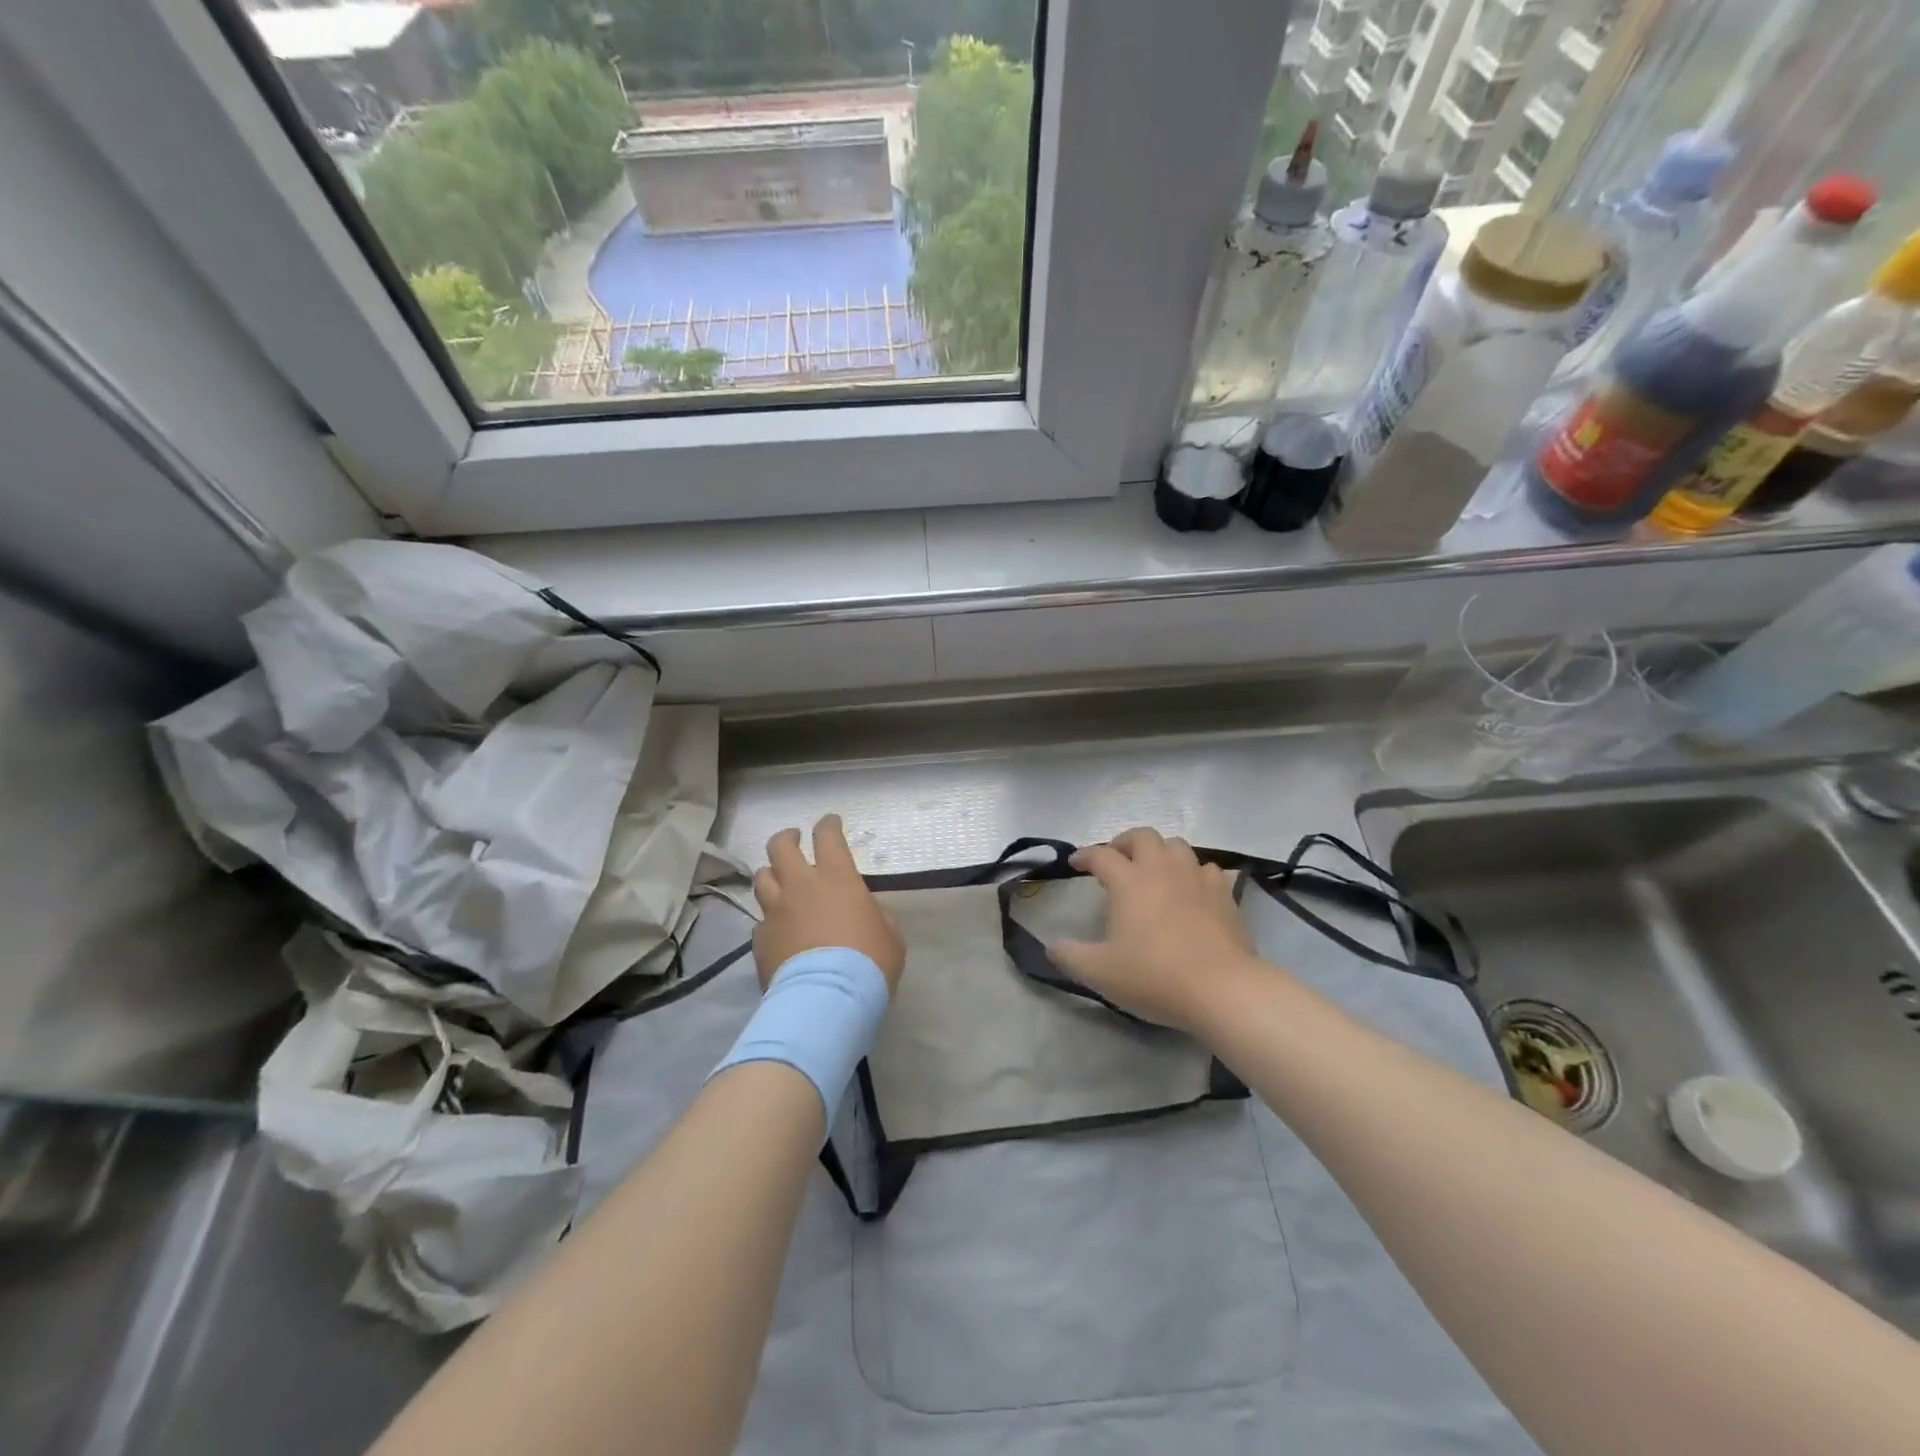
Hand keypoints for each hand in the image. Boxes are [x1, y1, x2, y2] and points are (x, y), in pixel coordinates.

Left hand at [752, 815, 905, 991]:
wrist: (827, 998)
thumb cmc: (869, 962)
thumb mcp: (890, 934)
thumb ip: (875, 914)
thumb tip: (864, 911)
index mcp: (836, 878)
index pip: (827, 837)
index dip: (828, 825)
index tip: (829, 822)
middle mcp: (800, 886)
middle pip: (780, 846)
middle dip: (787, 838)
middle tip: (794, 840)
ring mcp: (775, 911)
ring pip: (762, 878)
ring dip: (772, 874)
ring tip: (779, 880)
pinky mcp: (760, 939)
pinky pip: (761, 920)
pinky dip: (770, 919)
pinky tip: (778, 929)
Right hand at [1050, 827, 1261, 1032]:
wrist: (1222, 989)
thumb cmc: (1154, 976)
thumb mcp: (1100, 972)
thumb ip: (1070, 956)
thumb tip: (1051, 946)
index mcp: (1129, 881)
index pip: (1101, 855)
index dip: (1084, 856)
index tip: (1075, 863)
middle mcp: (1162, 869)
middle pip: (1142, 836)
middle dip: (1125, 842)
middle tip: (1116, 860)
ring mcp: (1196, 878)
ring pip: (1176, 846)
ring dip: (1160, 852)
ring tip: (1153, 871)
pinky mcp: (1223, 894)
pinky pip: (1206, 869)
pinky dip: (1193, 873)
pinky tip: (1191, 890)